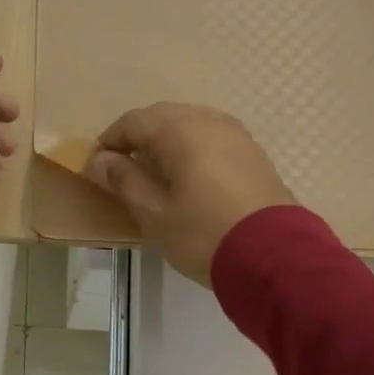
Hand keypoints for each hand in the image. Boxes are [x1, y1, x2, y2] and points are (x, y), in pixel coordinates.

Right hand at [86, 104, 293, 285]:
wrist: (275, 257)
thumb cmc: (204, 234)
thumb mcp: (154, 213)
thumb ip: (124, 180)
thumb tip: (100, 160)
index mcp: (180, 130)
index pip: (133, 122)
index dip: (110, 141)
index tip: (97, 168)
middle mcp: (209, 120)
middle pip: (162, 117)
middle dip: (138, 138)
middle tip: (124, 170)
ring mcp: (236, 134)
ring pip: (190, 124)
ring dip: (166, 142)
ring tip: (156, 174)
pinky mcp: (253, 153)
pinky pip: (212, 138)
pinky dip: (192, 149)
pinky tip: (190, 177)